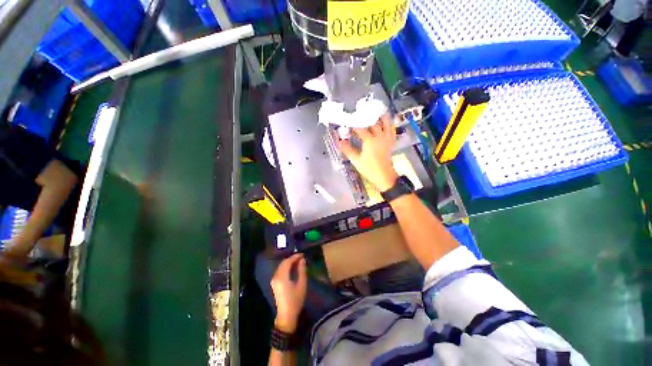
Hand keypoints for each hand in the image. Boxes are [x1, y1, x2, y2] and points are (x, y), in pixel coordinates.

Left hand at [271, 253, 306, 332]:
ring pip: (281, 266)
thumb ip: (302, 270)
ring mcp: (274, 280)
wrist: (286, 315)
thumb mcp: (302, 285)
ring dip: (289, 262)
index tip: (303, 254)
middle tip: (301, 257)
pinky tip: (293, 268)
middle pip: (283, 263)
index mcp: (282, 277)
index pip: (288, 262)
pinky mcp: (274, 283)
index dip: (295, 256)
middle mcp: (276, 277)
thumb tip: (302, 260)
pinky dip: (286, 267)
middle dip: (292, 258)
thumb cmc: (295, 300)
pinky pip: (280, 270)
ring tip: (298, 261)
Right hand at [339, 114, 398, 191]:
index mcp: (370, 140)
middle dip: (364, 117)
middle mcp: (380, 136)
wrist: (384, 176)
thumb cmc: (370, 169)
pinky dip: (388, 123)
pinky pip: (391, 129)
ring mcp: (387, 138)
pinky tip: (384, 121)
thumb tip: (340, 141)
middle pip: (373, 121)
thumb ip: (347, 150)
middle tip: (358, 115)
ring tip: (372, 112)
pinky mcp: (391, 141)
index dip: (352, 124)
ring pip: (385, 122)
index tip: (346, 123)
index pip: (360, 128)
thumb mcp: (356, 160)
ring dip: (379, 116)